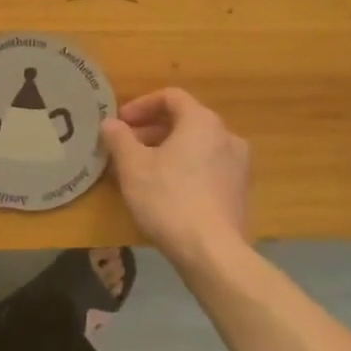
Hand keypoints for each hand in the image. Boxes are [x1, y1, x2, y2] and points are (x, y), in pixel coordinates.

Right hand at [101, 88, 249, 263]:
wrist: (212, 253)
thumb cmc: (168, 199)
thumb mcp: (132, 166)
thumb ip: (119, 138)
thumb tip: (111, 123)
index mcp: (202, 121)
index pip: (170, 97)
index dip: (141, 105)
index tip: (120, 124)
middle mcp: (226, 136)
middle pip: (185, 121)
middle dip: (152, 130)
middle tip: (126, 148)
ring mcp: (238, 165)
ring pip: (197, 146)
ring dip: (168, 150)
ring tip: (142, 171)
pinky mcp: (240, 192)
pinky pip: (207, 168)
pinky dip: (185, 169)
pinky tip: (166, 192)